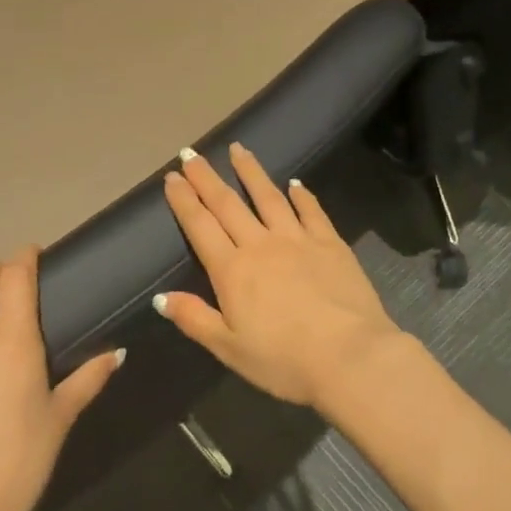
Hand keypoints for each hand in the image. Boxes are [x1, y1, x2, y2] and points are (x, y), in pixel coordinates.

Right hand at [156, 144, 409, 410]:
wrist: (349, 355)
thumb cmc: (283, 360)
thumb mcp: (229, 348)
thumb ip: (195, 319)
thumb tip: (161, 297)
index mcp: (233, 271)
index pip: (201, 227)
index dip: (185, 201)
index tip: (173, 177)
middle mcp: (262, 245)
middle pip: (229, 204)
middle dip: (208, 179)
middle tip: (193, 154)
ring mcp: (299, 239)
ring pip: (269, 197)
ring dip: (251, 173)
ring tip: (238, 150)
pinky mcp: (331, 243)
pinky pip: (312, 211)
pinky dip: (302, 195)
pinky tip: (295, 183)